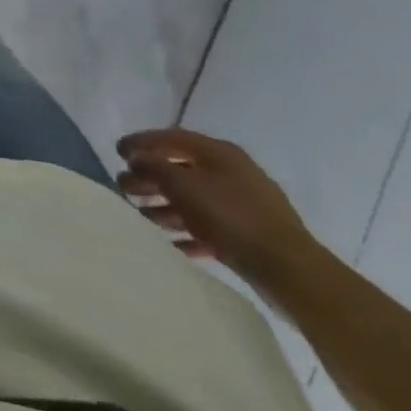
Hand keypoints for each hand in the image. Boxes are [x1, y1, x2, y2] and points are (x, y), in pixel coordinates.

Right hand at [117, 127, 325, 294]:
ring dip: (165, 207)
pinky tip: (172, 243)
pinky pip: (210, 227)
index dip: (142, 142)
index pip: (171, 138)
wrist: (292, 273)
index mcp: (219, 153)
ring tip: (142, 217)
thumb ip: (154, 167)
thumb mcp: (184, 186)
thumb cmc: (232, 218)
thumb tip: (136, 158)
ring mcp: (244, 206)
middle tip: (124, 188)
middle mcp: (232, 173)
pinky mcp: (250, 236)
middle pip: (181, 169)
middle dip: (150, 178)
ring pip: (194, 200)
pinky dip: (188, 232)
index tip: (117, 152)